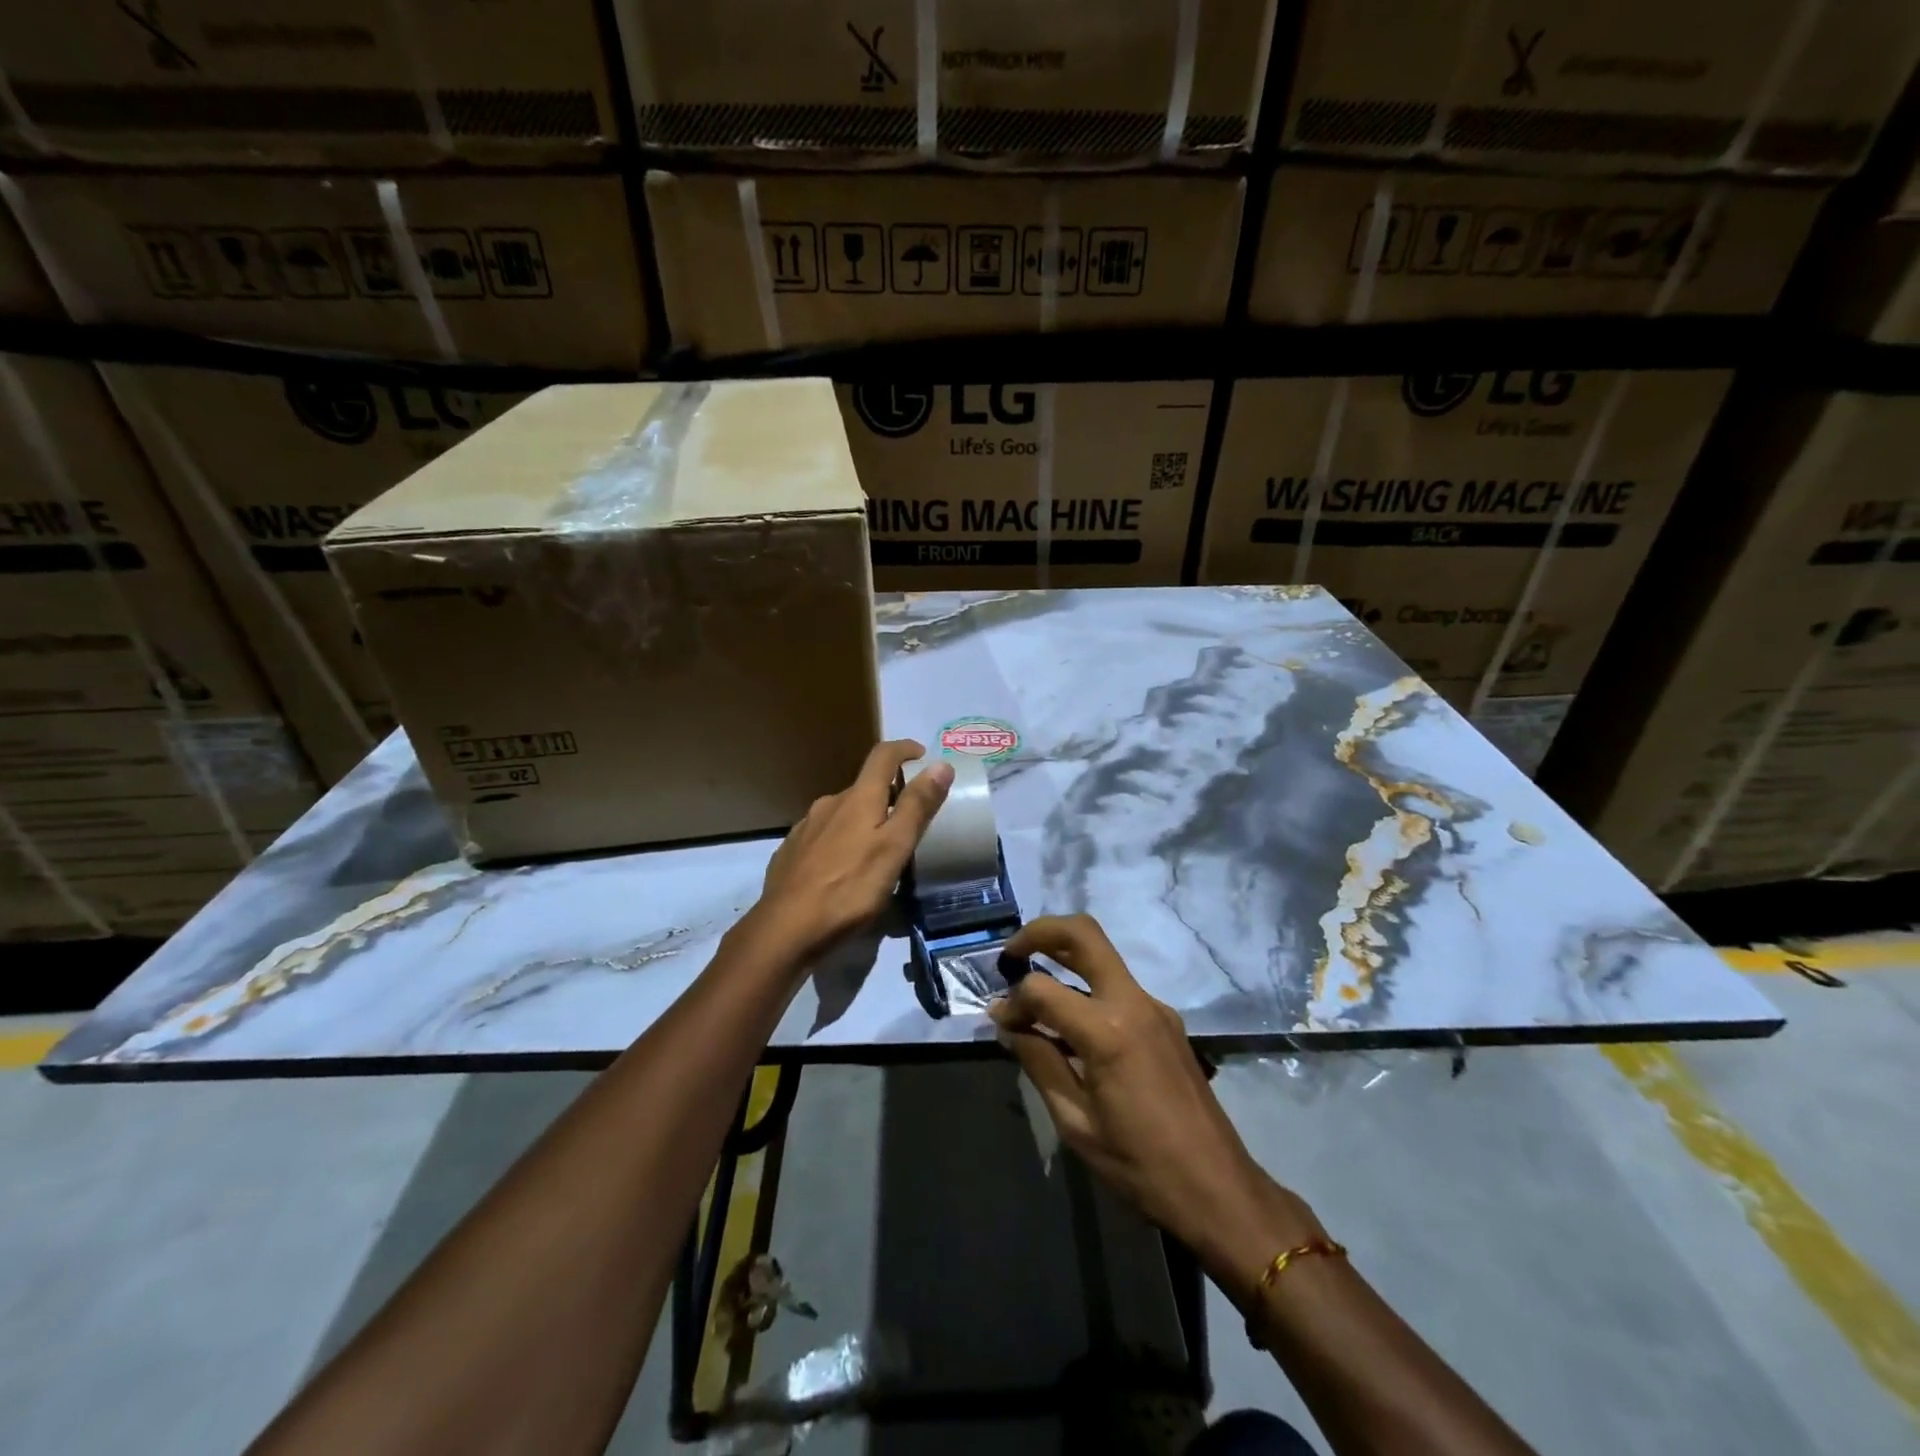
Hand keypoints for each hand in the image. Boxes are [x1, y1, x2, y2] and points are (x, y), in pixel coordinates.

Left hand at [750, 740, 952, 960]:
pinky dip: (841, 842)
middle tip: (908, 820)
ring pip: (841, 814)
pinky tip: (844, 868)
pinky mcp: (790, 853)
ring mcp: (805, 828)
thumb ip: (916, 806)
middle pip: (862, 788)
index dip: (904, 749)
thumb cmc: (849, 888)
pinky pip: (823, 836)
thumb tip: (940, 764)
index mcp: (857, 798)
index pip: (882, 756)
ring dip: (862, 821)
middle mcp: (828, 804)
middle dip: (887, 795)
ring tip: (878, 849)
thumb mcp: (894, 848)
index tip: (922, 755)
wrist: (785, 929)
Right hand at [989, 915, 1324, 1302]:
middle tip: (1011, 955)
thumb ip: (1039, 1062)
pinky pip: (1118, 987)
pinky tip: (1071, 1028)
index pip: (1043, 989)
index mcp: (1108, 1031)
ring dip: (1064, 959)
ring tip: (1034, 994)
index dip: (1013, 1002)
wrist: (1218, 1189)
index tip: (1000, 1024)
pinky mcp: (1166, 1020)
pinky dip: (1086, 991)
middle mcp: (1134, 1002)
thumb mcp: (1075, 1122)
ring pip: (1102, 956)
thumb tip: (1008, 1025)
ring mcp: (1155, 1007)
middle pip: (1084, 934)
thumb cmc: (1140, 1165)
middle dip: (1040, 932)